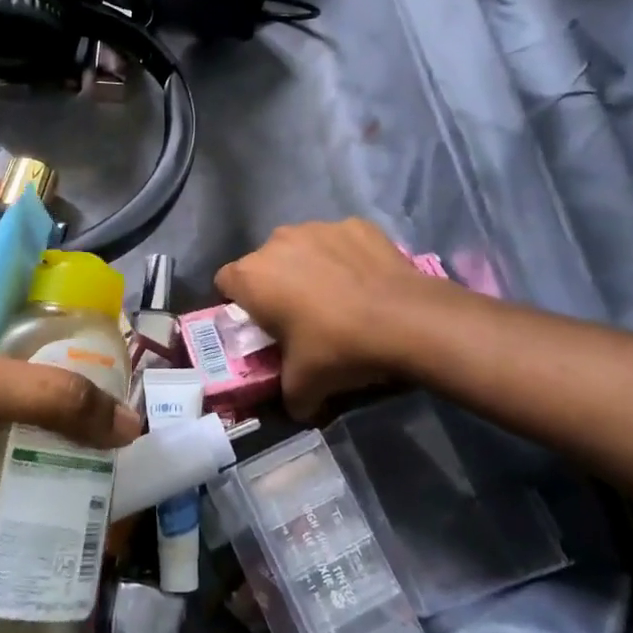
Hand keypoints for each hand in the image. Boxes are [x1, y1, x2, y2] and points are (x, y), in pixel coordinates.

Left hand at [0, 283, 140, 555]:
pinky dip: (8, 472)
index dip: (71, 320)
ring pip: (1, 416)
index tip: (119, 354)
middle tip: (118, 420)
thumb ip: (44, 397)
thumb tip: (129, 425)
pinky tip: (48, 494)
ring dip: (39, 438)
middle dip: (64, 390)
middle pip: (19, 363)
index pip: (24, 298)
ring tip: (99, 463)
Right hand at [215, 219, 450, 418]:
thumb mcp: (305, 386)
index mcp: (252, 276)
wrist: (407, 320)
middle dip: (276, 284)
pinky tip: (365, 282)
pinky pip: (339, 242)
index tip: (260, 323)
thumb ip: (289, 396)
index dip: (239, 304)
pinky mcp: (355, 225)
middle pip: (264, 263)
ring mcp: (317, 228)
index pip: (225, 282)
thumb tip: (296, 408)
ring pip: (302, 248)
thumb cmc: (339, 348)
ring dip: (309, 267)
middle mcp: (277, 242)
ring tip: (338, 297)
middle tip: (300, 315)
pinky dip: (346, 257)